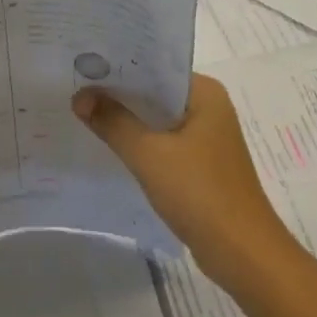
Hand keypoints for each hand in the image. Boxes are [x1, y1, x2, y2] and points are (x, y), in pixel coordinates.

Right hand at [73, 74, 296, 289]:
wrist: (241, 252)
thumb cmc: (199, 192)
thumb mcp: (149, 154)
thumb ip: (114, 123)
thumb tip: (80, 96)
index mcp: (205, 93)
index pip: (157, 67)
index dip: (120, 67)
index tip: (84, 65)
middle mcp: (210, 107)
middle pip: (156, 93)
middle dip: (120, 94)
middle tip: (75, 88)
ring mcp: (208, 138)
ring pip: (159, 121)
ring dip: (129, 121)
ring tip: (84, 113)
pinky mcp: (202, 165)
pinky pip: (165, 144)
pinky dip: (142, 144)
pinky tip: (111, 148)